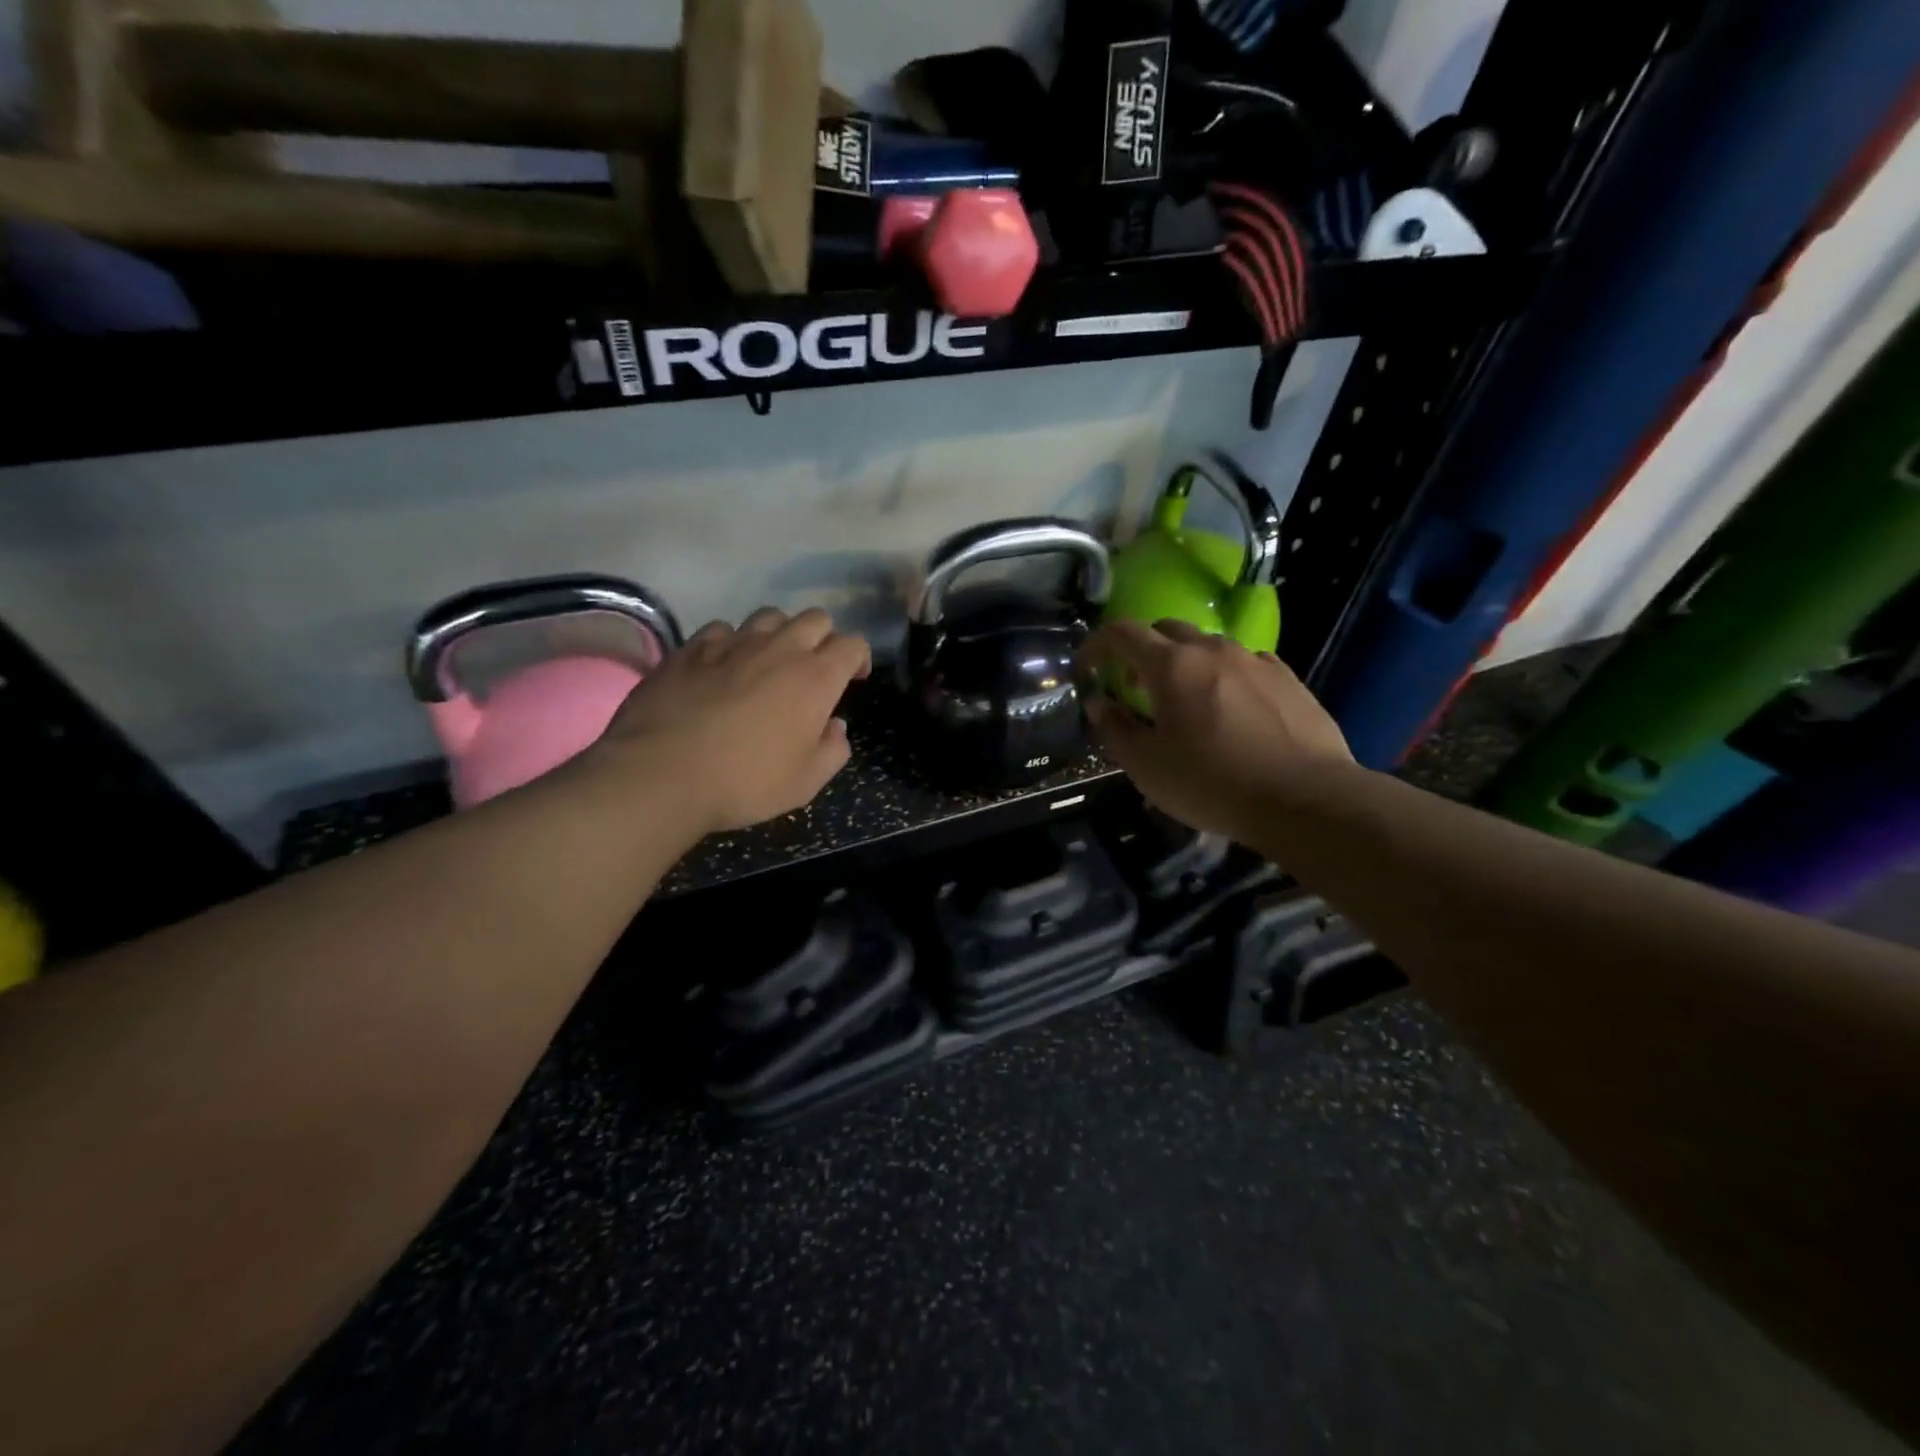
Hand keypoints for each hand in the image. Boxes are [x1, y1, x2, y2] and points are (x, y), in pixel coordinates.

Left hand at [592, 607, 870, 834]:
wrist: (661, 773)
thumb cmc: (746, 782)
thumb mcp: (806, 782)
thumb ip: (832, 750)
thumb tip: (835, 726)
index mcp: (815, 678)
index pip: (852, 645)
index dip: (858, 659)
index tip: (853, 680)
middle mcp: (779, 649)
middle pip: (815, 619)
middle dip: (823, 638)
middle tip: (814, 670)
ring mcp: (732, 643)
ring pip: (769, 616)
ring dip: (779, 634)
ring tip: (769, 662)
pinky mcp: (691, 648)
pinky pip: (722, 630)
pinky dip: (732, 643)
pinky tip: (723, 667)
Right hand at [1080, 619, 1352, 840]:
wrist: (1305, 798)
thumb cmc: (1213, 784)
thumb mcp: (1147, 767)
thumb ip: (1114, 729)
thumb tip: (1098, 704)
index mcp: (1171, 666)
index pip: (1122, 632)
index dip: (1098, 643)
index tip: (1088, 665)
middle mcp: (1212, 649)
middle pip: (1166, 629)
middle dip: (1142, 650)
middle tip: (1136, 687)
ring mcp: (1255, 659)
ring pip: (1208, 645)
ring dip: (1185, 662)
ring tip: (1187, 700)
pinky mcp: (1288, 677)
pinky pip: (1245, 663)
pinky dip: (1225, 675)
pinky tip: (1232, 708)